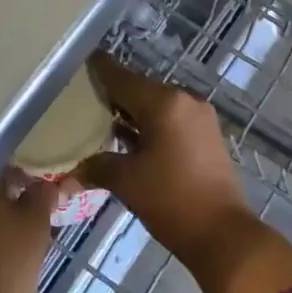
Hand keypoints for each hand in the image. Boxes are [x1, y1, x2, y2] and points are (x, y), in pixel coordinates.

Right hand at [79, 54, 291, 292]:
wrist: (222, 233)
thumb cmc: (171, 200)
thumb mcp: (127, 182)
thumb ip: (96, 167)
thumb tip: (69, 173)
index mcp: (164, 102)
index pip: (123, 78)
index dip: (101, 69)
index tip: (82, 58)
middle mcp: (184, 99)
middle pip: (140, 89)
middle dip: (113, 93)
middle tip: (82, 94)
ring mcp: (199, 116)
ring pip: (156, 104)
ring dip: (131, 110)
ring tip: (98, 115)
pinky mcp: (206, 134)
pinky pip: (170, 118)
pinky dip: (148, 123)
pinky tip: (126, 136)